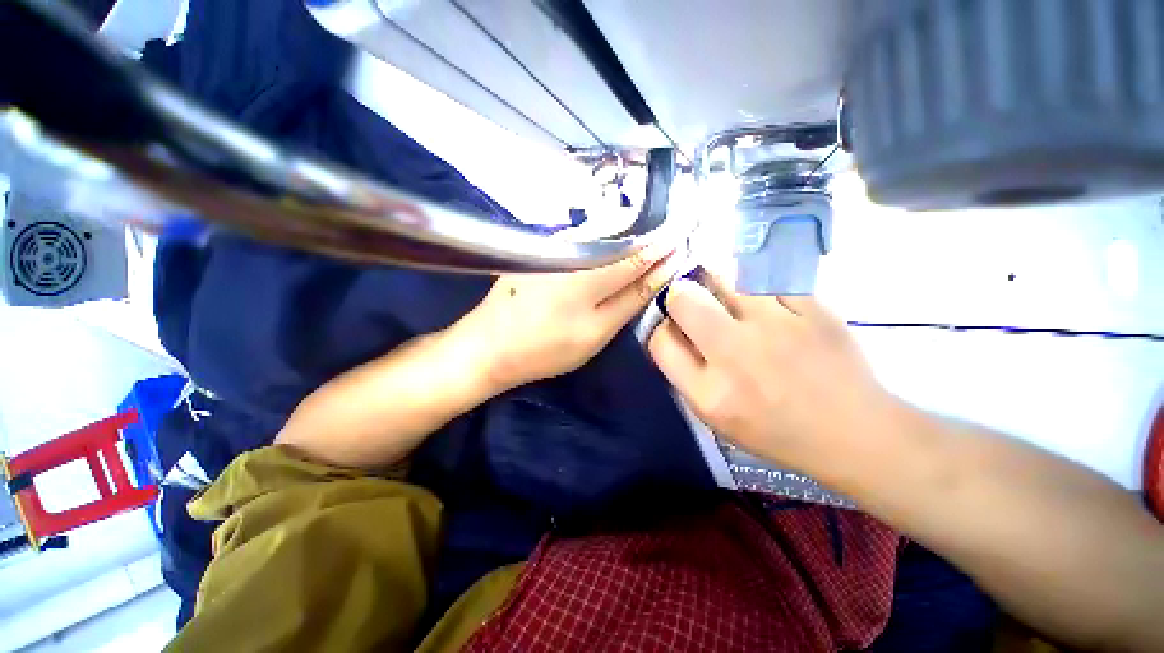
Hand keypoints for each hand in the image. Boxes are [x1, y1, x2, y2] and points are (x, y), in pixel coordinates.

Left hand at [457, 244, 677, 389]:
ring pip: (604, 235)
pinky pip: (586, 239)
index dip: (662, 247)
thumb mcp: (595, 332)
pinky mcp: (544, 249)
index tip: (683, 240)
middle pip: (623, 238)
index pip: (638, 255)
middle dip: (649, 237)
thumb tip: (658, 272)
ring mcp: (556, 246)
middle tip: (672, 238)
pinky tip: (615, 248)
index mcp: (592, 272)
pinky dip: (606, 242)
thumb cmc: (546, 347)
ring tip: (650, 241)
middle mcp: (576, 248)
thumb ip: (629, 300)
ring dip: (628, 237)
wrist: (489, 344)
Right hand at [647, 272, 900, 468]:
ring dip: (715, 282)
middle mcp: (736, 356)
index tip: (675, 329)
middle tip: (694, 301)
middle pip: (683, 299)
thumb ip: (686, 376)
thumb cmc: (777, 432)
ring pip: (722, 276)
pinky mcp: (812, 307)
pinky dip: (756, 286)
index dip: (661, 329)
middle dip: (680, 296)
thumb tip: (672, 331)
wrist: (855, 433)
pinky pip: (764, 278)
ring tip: (726, 296)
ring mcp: (777, 326)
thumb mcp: (716, 420)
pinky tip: (765, 302)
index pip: (660, 340)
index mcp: (710, 393)